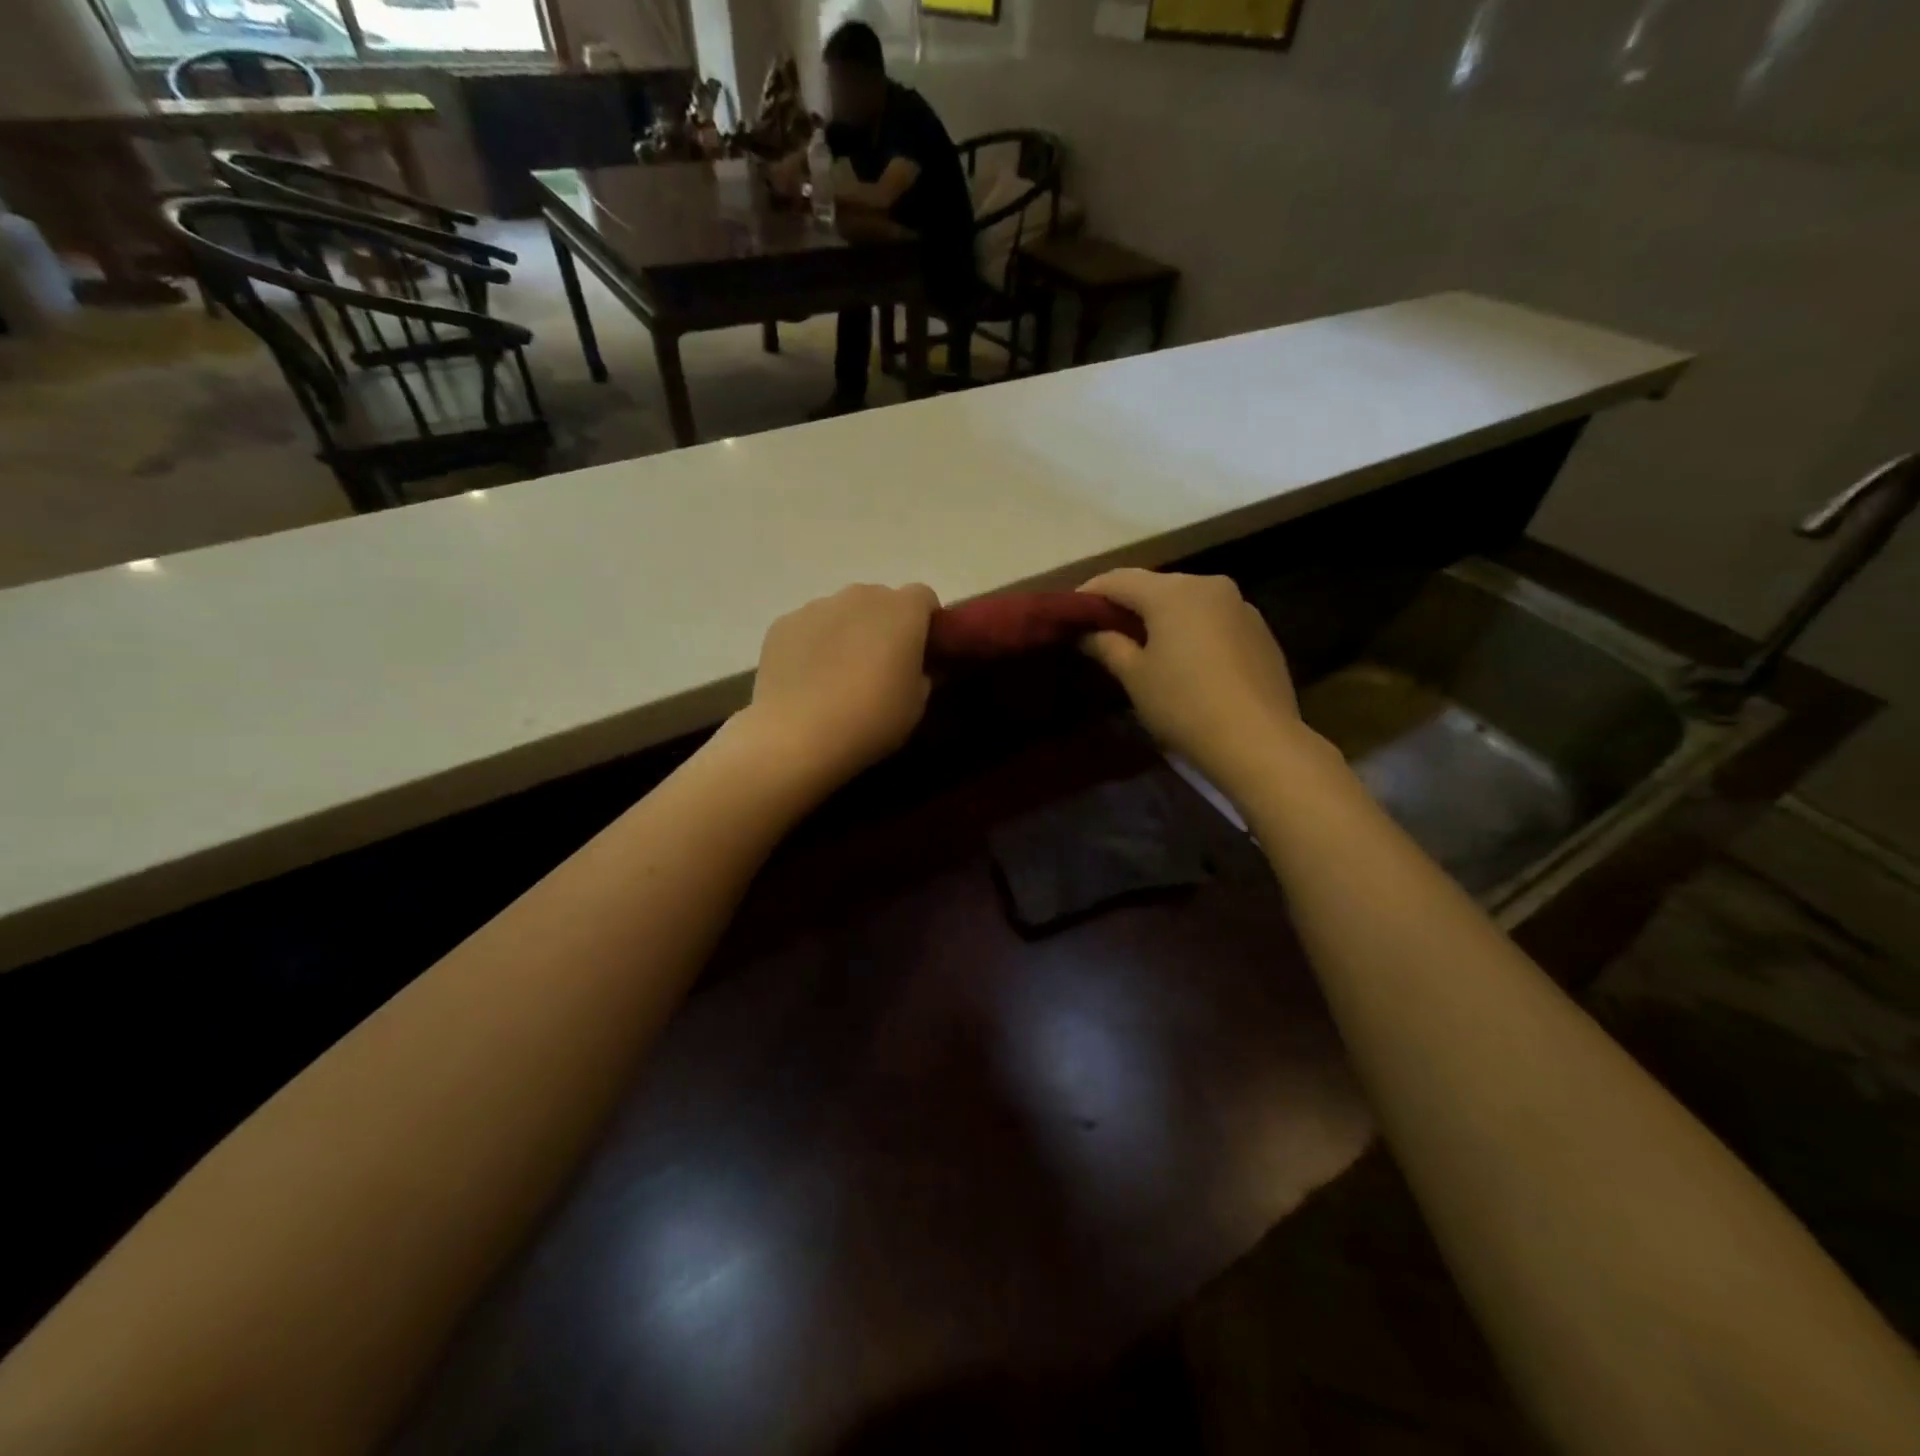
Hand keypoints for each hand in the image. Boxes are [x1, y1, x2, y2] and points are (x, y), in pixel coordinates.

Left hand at [737, 583, 939, 793]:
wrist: (797, 734)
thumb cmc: (871, 718)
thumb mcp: (916, 705)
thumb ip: (923, 675)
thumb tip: (916, 668)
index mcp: (902, 611)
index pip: (923, 597)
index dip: (925, 622)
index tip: (922, 652)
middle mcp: (861, 596)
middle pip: (881, 601)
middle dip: (885, 626)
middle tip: (881, 667)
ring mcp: (817, 607)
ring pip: (842, 613)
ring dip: (848, 634)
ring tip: (838, 677)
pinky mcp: (783, 624)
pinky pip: (808, 628)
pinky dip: (813, 645)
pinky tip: (808, 681)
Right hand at [1079, 569, 1315, 788]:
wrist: (1258, 740)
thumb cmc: (1183, 704)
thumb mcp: (1135, 677)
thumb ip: (1107, 646)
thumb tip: (1087, 633)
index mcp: (1172, 591)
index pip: (1118, 580)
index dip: (1089, 594)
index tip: (1071, 615)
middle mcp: (1209, 585)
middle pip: (1155, 587)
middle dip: (1127, 606)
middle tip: (1104, 633)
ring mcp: (1241, 606)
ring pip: (1187, 603)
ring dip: (1162, 618)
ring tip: (1145, 648)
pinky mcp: (1261, 631)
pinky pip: (1214, 621)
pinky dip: (1192, 631)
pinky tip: (1186, 662)